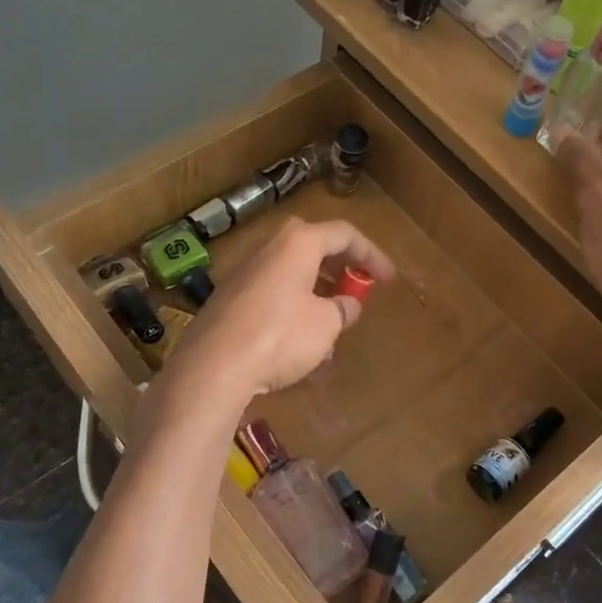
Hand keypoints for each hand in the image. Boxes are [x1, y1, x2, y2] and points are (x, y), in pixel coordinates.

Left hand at [173, 218, 394, 399]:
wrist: (213, 368)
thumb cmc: (280, 337)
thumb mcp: (326, 324)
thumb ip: (342, 309)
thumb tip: (346, 305)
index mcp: (297, 243)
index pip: (344, 234)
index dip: (372, 255)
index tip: (388, 279)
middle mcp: (268, 249)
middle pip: (313, 248)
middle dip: (340, 270)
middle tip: (356, 292)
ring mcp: (243, 274)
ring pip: (291, 274)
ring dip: (316, 294)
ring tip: (332, 326)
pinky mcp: (228, 301)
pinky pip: (271, 295)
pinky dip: (293, 309)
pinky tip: (299, 344)